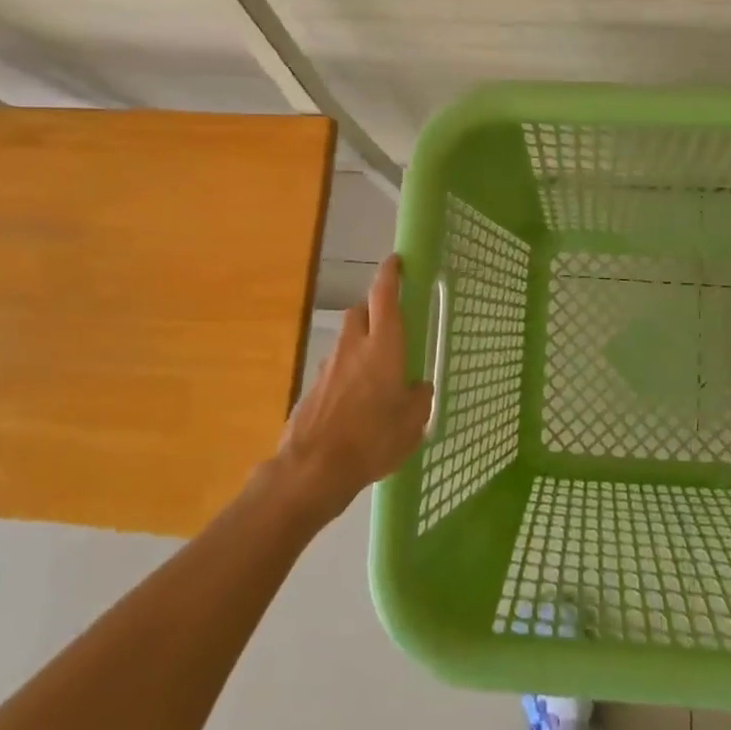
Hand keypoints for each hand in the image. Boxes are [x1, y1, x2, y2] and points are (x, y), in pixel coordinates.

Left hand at [275, 255, 433, 520]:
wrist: (312, 469)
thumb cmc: (372, 440)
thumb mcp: (412, 423)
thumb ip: (418, 398)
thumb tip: (418, 387)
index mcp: (383, 347)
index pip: (384, 296)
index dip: (390, 274)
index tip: (396, 260)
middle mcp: (354, 346)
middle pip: (360, 310)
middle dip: (374, 307)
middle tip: (390, 320)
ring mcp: (329, 366)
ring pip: (346, 338)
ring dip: (360, 340)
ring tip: (375, 368)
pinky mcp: (313, 387)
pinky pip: (335, 367)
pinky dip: (346, 371)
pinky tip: (355, 398)